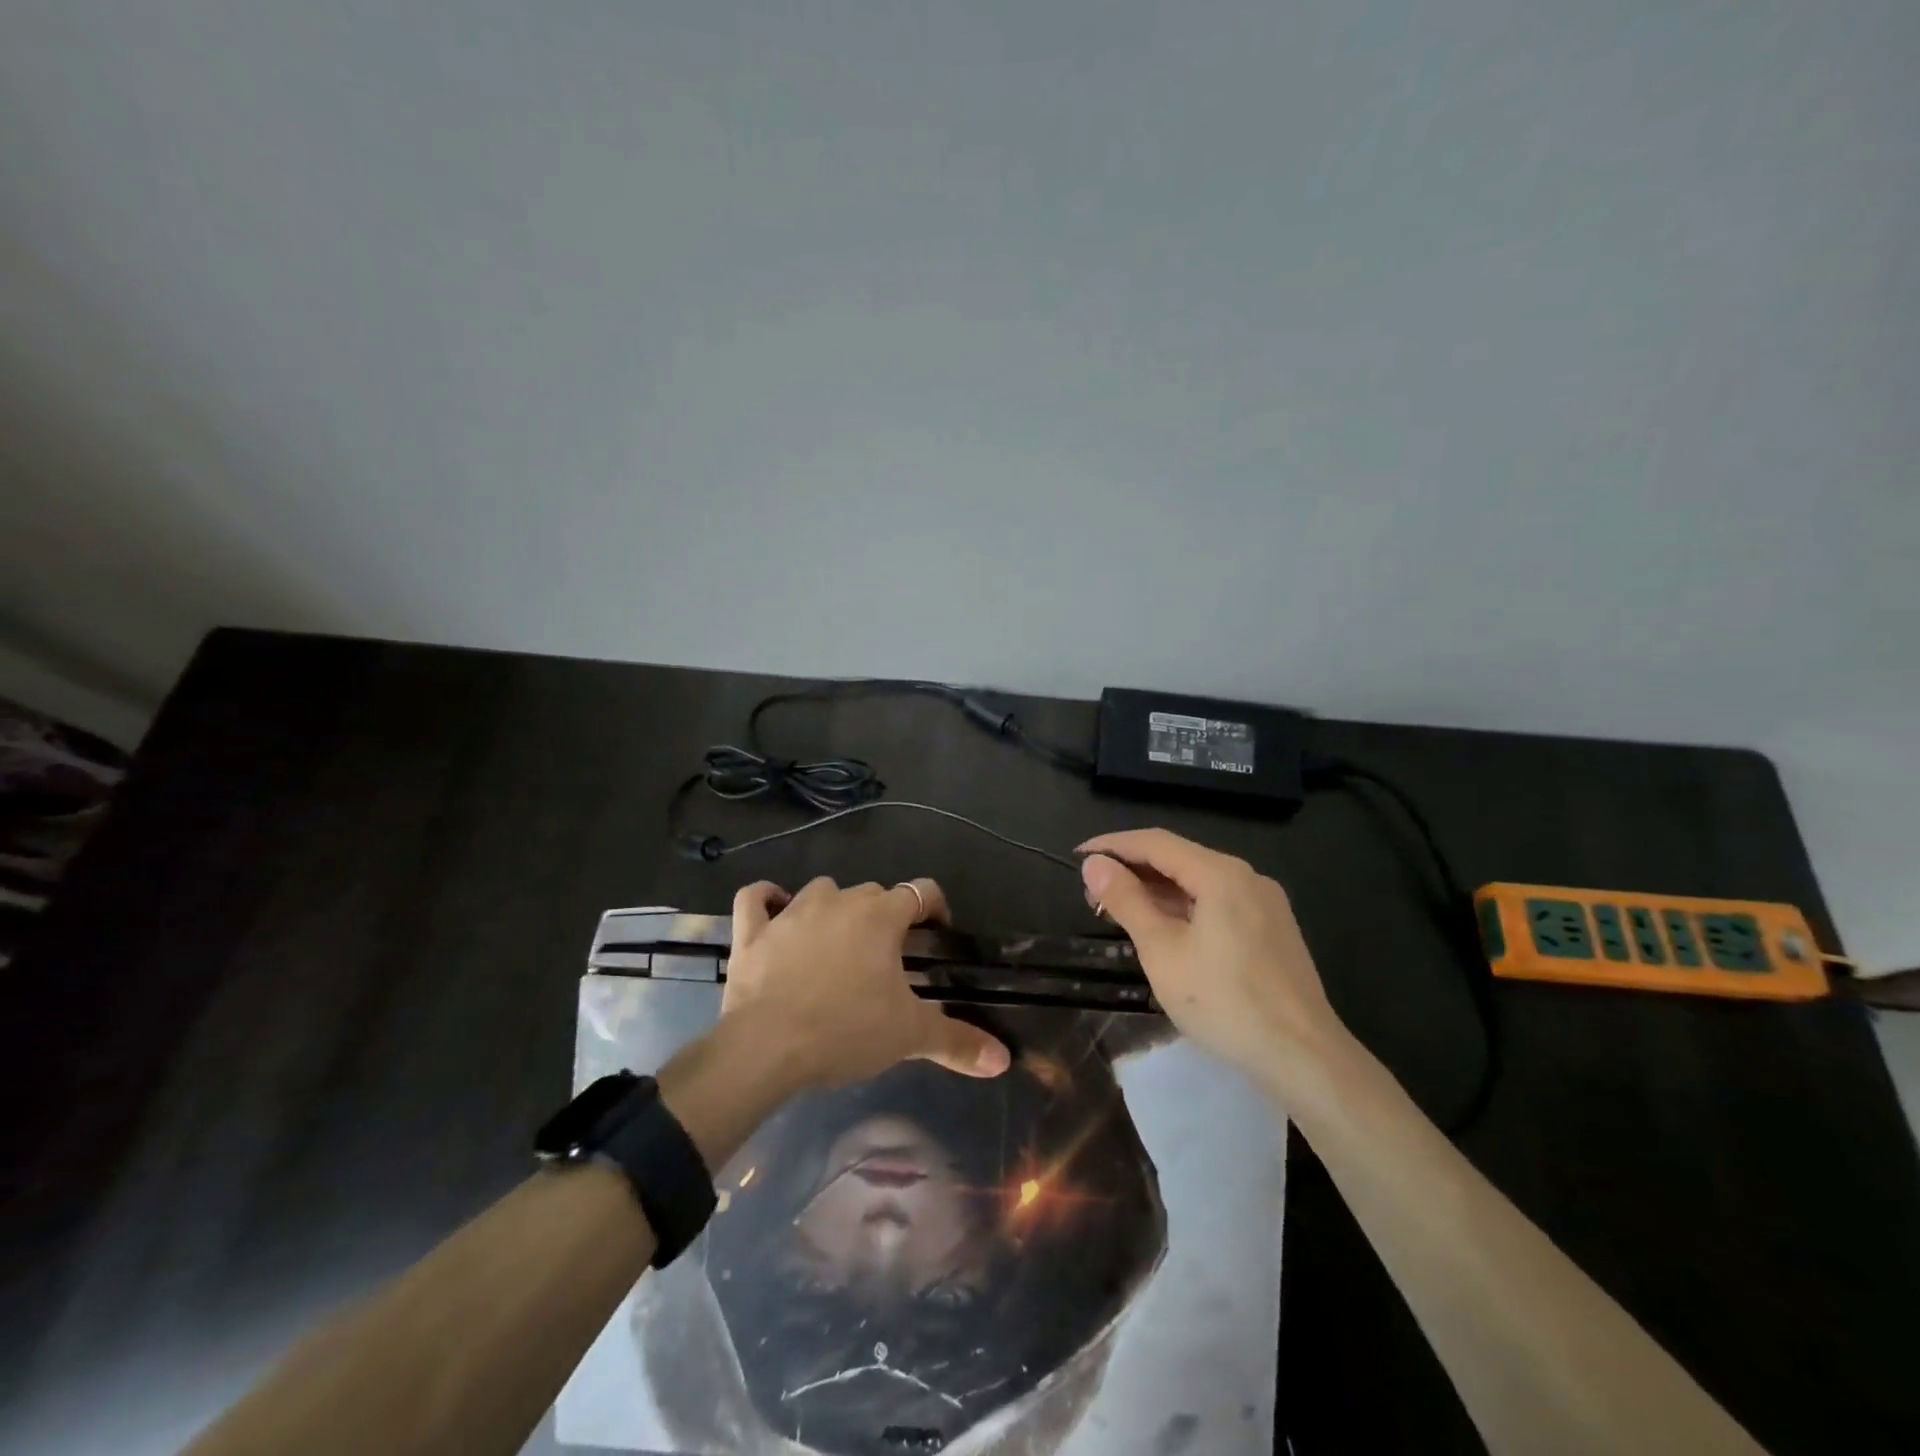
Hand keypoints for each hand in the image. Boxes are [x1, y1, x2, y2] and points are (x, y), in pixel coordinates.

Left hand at [719, 876, 1011, 1089]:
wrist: (767, 1048)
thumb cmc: (846, 1031)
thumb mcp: (909, 1036)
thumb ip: (958, 1041)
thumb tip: (1003, 1060)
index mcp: (880, 917)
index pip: (921, 891)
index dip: (934, 907)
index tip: (938, 933)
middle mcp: (838, 901)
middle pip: (872, 893)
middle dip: (884, 916)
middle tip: (888, 957)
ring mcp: (791, 912)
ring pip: (821, 891)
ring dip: (833, 907)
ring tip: (837, 941)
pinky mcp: (753, 931)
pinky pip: (755, 898)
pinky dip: (765, 899)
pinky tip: (773, 908)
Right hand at [1079, 829, 1342, 1081]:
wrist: (1304, 1056)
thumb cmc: (1224, 1002)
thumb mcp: (1162, 950)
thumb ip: (1127, 901)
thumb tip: (1095, 863)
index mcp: (1221, 873)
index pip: (1156, 842)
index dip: (1113, 845)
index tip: (1079, 856)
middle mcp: (1247, 877)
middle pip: (1179, 859)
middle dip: (1133, 870)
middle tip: (1093, 894)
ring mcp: (1265, 903)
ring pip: (1200, 882)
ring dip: (1158, 891)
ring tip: (1121, 912)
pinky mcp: (1273, 929)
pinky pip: (1219, 903)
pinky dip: (1185, 908)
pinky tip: (1165, 930)